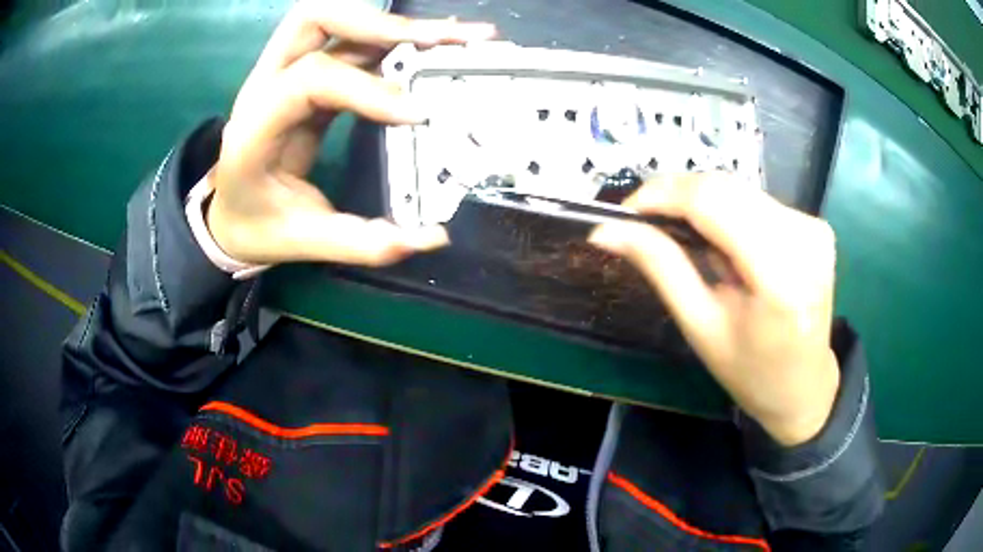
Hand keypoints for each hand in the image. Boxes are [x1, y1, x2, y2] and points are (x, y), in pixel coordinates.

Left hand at [207, 2, 494, 265]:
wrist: (228, 215)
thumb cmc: (256, 226)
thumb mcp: (303, 241)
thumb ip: (363, 242)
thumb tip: (430, 237)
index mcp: (254, 129)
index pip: (310, 80)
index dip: (367, 89)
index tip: (417, 114)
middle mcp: (264, 86)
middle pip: (314, 20)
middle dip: (380, 24)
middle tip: (440, 41)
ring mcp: (284, 74)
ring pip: (333, 19)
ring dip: (388, 23)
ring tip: (443, 37)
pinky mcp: (306, 76)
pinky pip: (347, 41)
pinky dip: (388, 38)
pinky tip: (425, 46)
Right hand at [589, 174, 839, 445]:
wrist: (804, 386)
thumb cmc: (750, 371)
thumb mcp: (699, 326)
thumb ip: (660, 267)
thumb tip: (606, 231)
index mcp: (780, 276)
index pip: (712, 201)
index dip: (663, 194)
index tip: (626, 211)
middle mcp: (804, 238)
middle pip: (725, 187)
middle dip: (677, 197)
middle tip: (646, 224)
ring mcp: (814, 227)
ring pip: (738, 189)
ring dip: (702, 205)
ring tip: (690, 243)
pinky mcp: (816, 224)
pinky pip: (757, 201)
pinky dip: (729, 213)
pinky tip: (725, 245)